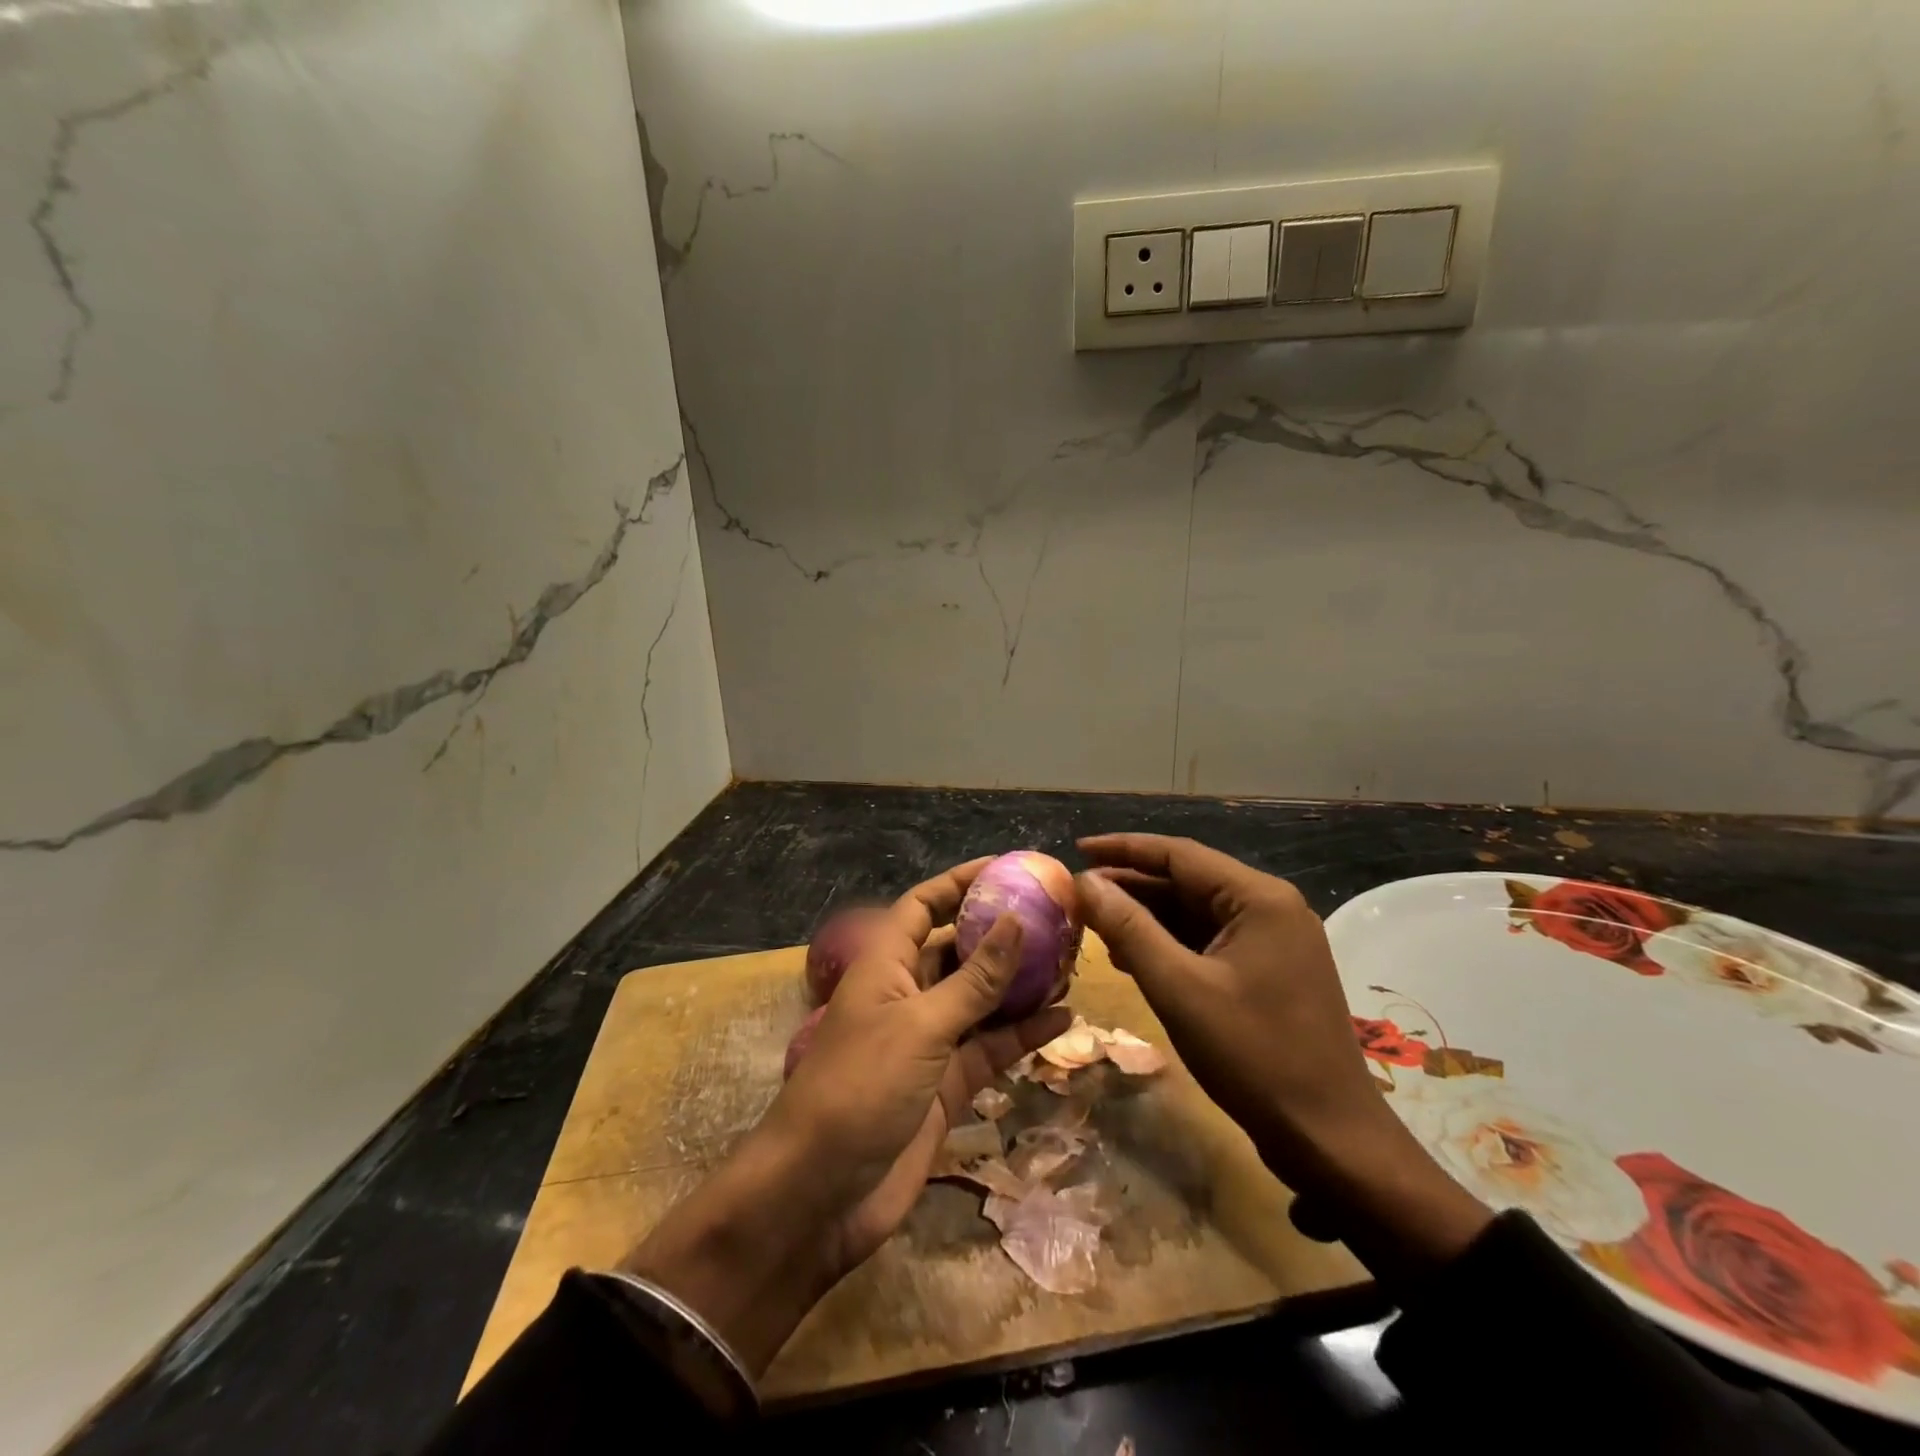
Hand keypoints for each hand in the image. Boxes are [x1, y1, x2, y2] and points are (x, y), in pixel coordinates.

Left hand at [623, 859, 1069, 1374]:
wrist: (821, 1195)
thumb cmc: (861, 1088)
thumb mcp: (921, 1025)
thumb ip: (973, 979)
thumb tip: (1015, 921)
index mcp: (885, 965)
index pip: (923, 906)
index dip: (959, 883)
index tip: (1006, 868)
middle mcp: (907, 995)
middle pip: (958, 950)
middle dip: (1001, 934)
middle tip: (1056, 920)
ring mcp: (929, 1042)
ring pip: (981, 1000)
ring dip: (1020, 984)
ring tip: (1070, 964)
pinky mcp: (946, 1085)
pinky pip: (990, 1048)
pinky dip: (1022, 1034)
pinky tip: (1063, 1020)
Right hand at [1075, 834, 1491, 1290]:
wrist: (1329, 1139)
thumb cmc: (1253, 1055)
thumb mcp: (1178, 988)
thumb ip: (1128, 928)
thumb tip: (1085, 881)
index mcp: (1259, 898)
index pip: (1179, 854)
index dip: (1122, 849)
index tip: (1077, 850)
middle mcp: (1270, 908)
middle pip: (1187, 881)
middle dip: (1131, 886)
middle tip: (1078, 894)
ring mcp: (1273, 941)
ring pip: (1196, 913)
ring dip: (1147, 917)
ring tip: (1094, 925)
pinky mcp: (1269, 972)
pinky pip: (1209, 941)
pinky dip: (1169, 944)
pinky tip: (1132, 957)